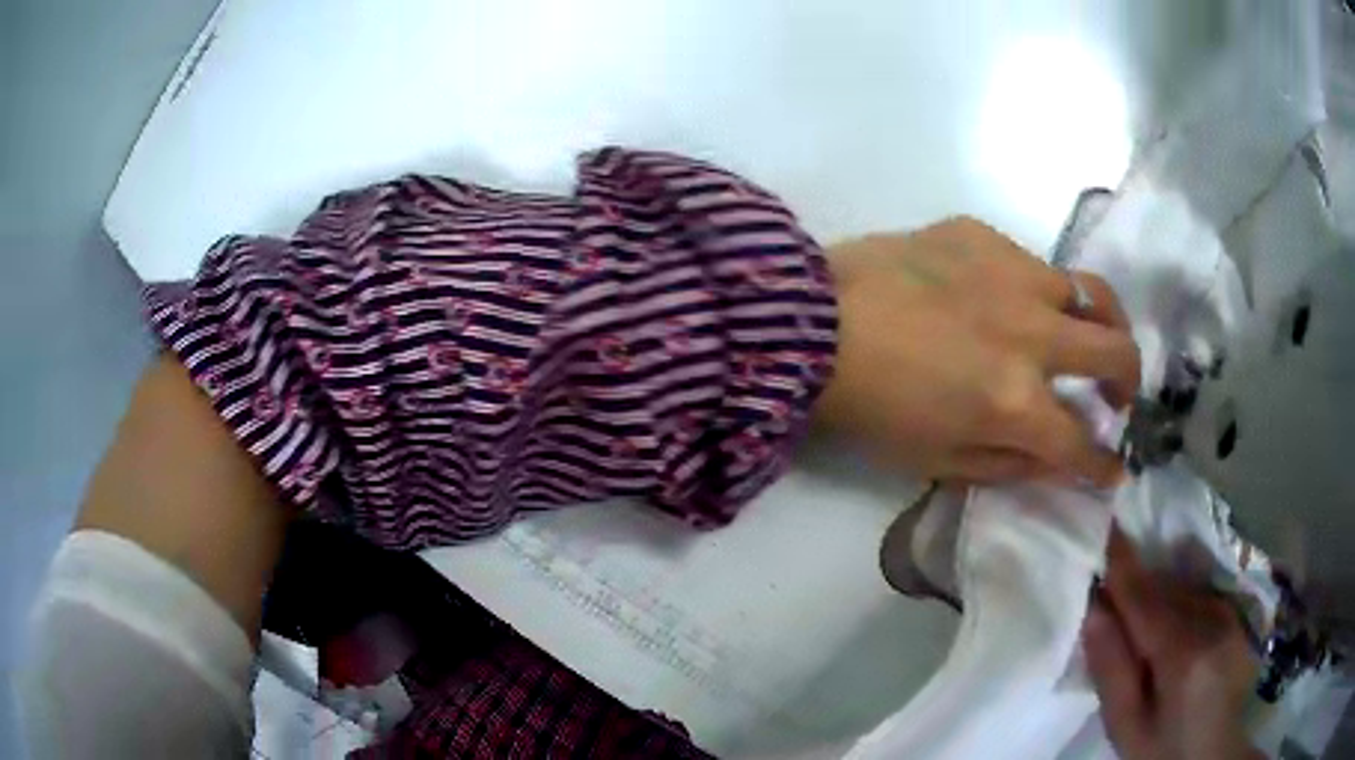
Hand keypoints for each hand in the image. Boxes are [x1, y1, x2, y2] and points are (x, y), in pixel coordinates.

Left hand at [815, 217, 1139, 485]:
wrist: (809, 323)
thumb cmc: (869, 406)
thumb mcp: (938, 460)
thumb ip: (1010, 464)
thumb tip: (1062, 461)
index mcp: (1015, 402)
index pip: (1082, 444)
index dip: (1103, 467)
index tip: (1113, 470)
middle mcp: (1031, 334)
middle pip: (1117, 355)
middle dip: (1130, 384)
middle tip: (1117, 397)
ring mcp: (1011, 275)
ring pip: (1091, 293)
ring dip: (1103, 324)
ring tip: (1091, 337)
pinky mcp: (982, 235)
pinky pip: (1033, 263)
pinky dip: (1040, 292)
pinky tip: (1015, 301)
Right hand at [1084, 529, 1262, 759]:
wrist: (1213, 754)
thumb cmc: (1163, 750)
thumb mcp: (1127, 726)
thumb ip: (1111, 670)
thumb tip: (1093, 610)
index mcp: (1184, 654)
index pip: (1144, 596)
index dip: (1120, 562)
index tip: (1100, 524)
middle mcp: (1213, 620)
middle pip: (1164, 588)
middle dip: (1134, 589)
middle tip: (1108, 611)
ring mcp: (1230, 614)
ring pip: (1182, 589)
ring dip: (1157, 598)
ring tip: (1141, 636)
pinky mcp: (1237, 615)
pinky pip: (1199, 595)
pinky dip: (1178, 604)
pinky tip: (1172, 637)